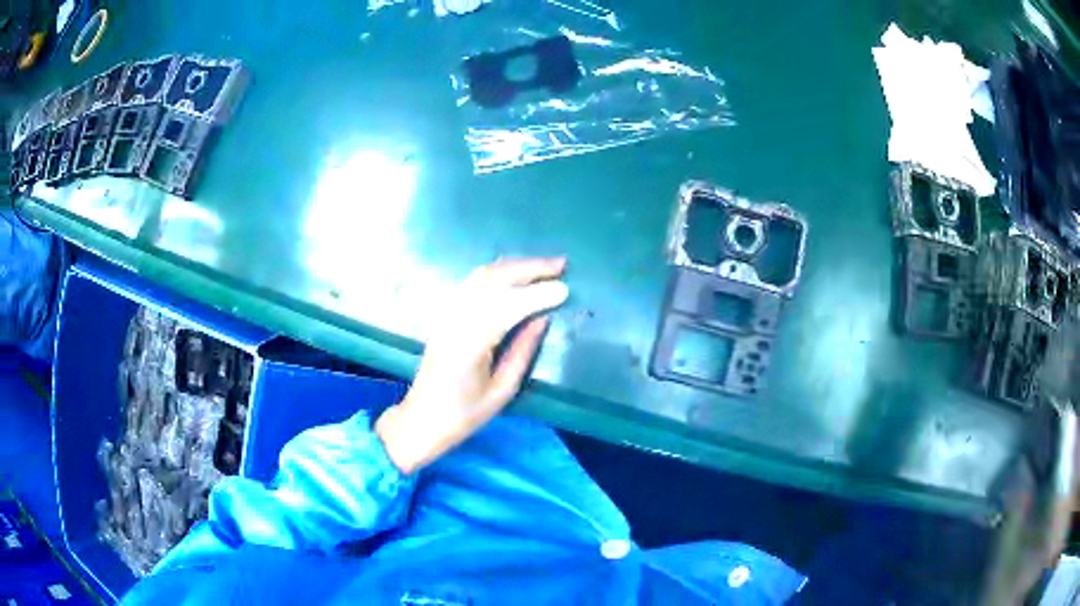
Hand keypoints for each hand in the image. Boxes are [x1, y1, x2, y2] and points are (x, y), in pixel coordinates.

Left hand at [375, 257, 569, 473]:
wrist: (422, 419)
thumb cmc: (465, 414)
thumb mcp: (503, 391)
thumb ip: (523, 351)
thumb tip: (543, 318)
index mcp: (469, 346)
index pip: (506, 307)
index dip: (536, 294)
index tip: (564, 288)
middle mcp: (454, 322)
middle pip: (491, 280)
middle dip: (528, 268)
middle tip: (561, 265)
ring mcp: (446, 315)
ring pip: (480, 276)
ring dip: (514, 266)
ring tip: (544, 266)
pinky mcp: (444, 314)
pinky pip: (472, 283)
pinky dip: (498, 273)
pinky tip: (517, 274)